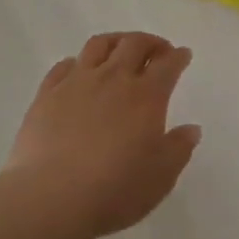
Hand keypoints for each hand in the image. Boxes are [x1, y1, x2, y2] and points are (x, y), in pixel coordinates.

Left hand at [3, 32, 201, 238]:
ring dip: (116, 41)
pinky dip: (78, 62)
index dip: (178, 57)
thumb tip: (191, 128)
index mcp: (146, 96)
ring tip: (121, 49)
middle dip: (150, 42)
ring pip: (98, 45)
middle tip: (157, 50)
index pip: (167, 65)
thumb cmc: (115, 190)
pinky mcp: (47, 94)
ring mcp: (76, 83)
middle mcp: (113, 79)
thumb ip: (179, 148)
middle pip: (134, 44)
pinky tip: (79, 71)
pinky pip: (63, 65)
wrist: (52, 198)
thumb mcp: (161, 176)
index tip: (183, 55)